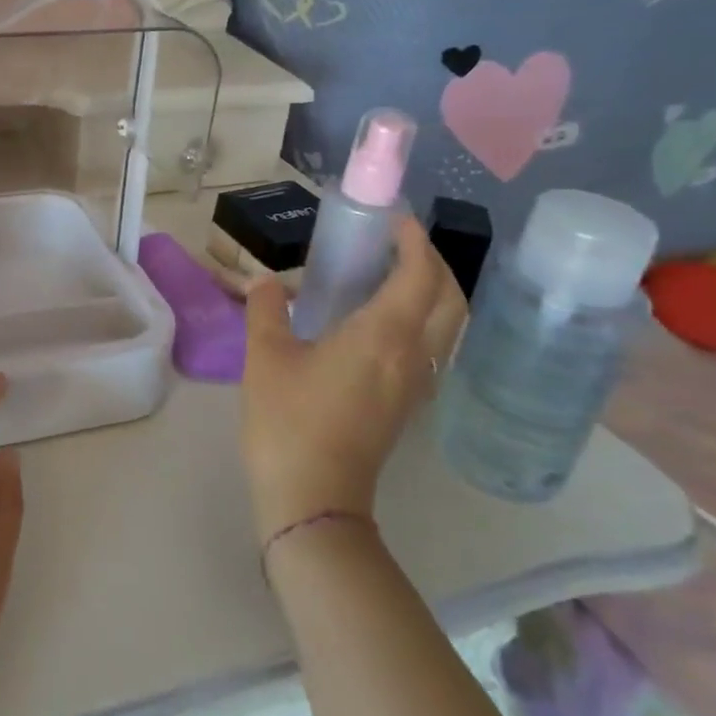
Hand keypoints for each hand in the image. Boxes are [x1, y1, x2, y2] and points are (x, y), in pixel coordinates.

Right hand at [241, 215, 464, 541]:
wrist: (313, 498)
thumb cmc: (289, 420)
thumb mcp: (266, 355)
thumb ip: (265, 309)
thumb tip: (267, 283)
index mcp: (385, 335)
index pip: (420, 274)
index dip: (413, 239)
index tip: (391, 217)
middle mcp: (414, 354)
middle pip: (450, 298)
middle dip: (432, 261)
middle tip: (395, 242)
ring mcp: (416, 383)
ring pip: (447, 325)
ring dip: (431, 290)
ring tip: (389, 273)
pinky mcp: (407, 404)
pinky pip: (431, 346)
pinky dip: (420, 318)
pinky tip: (378, 319)